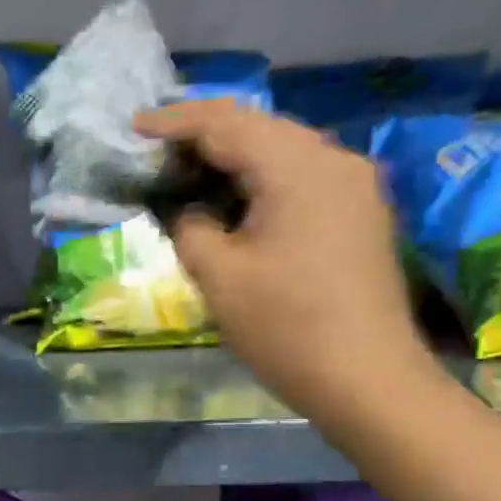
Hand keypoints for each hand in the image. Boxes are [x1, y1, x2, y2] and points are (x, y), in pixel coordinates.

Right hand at [134, 99, 434, 413]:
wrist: (366, 378)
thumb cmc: (285, 326)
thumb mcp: (219, 276)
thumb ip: (190, 227)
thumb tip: (188, 209)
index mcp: (296, 167)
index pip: (225, 125)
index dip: (175, 123)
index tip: (134, 128)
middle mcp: (332, 159)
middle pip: (259, 126)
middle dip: (205, 130)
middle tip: (158, 145)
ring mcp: (353, 184)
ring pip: (283, 147)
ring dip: (235, 151)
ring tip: (190, 165)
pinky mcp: (359, 211)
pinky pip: (302, 173)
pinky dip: (262, 174)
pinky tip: (238, 194)